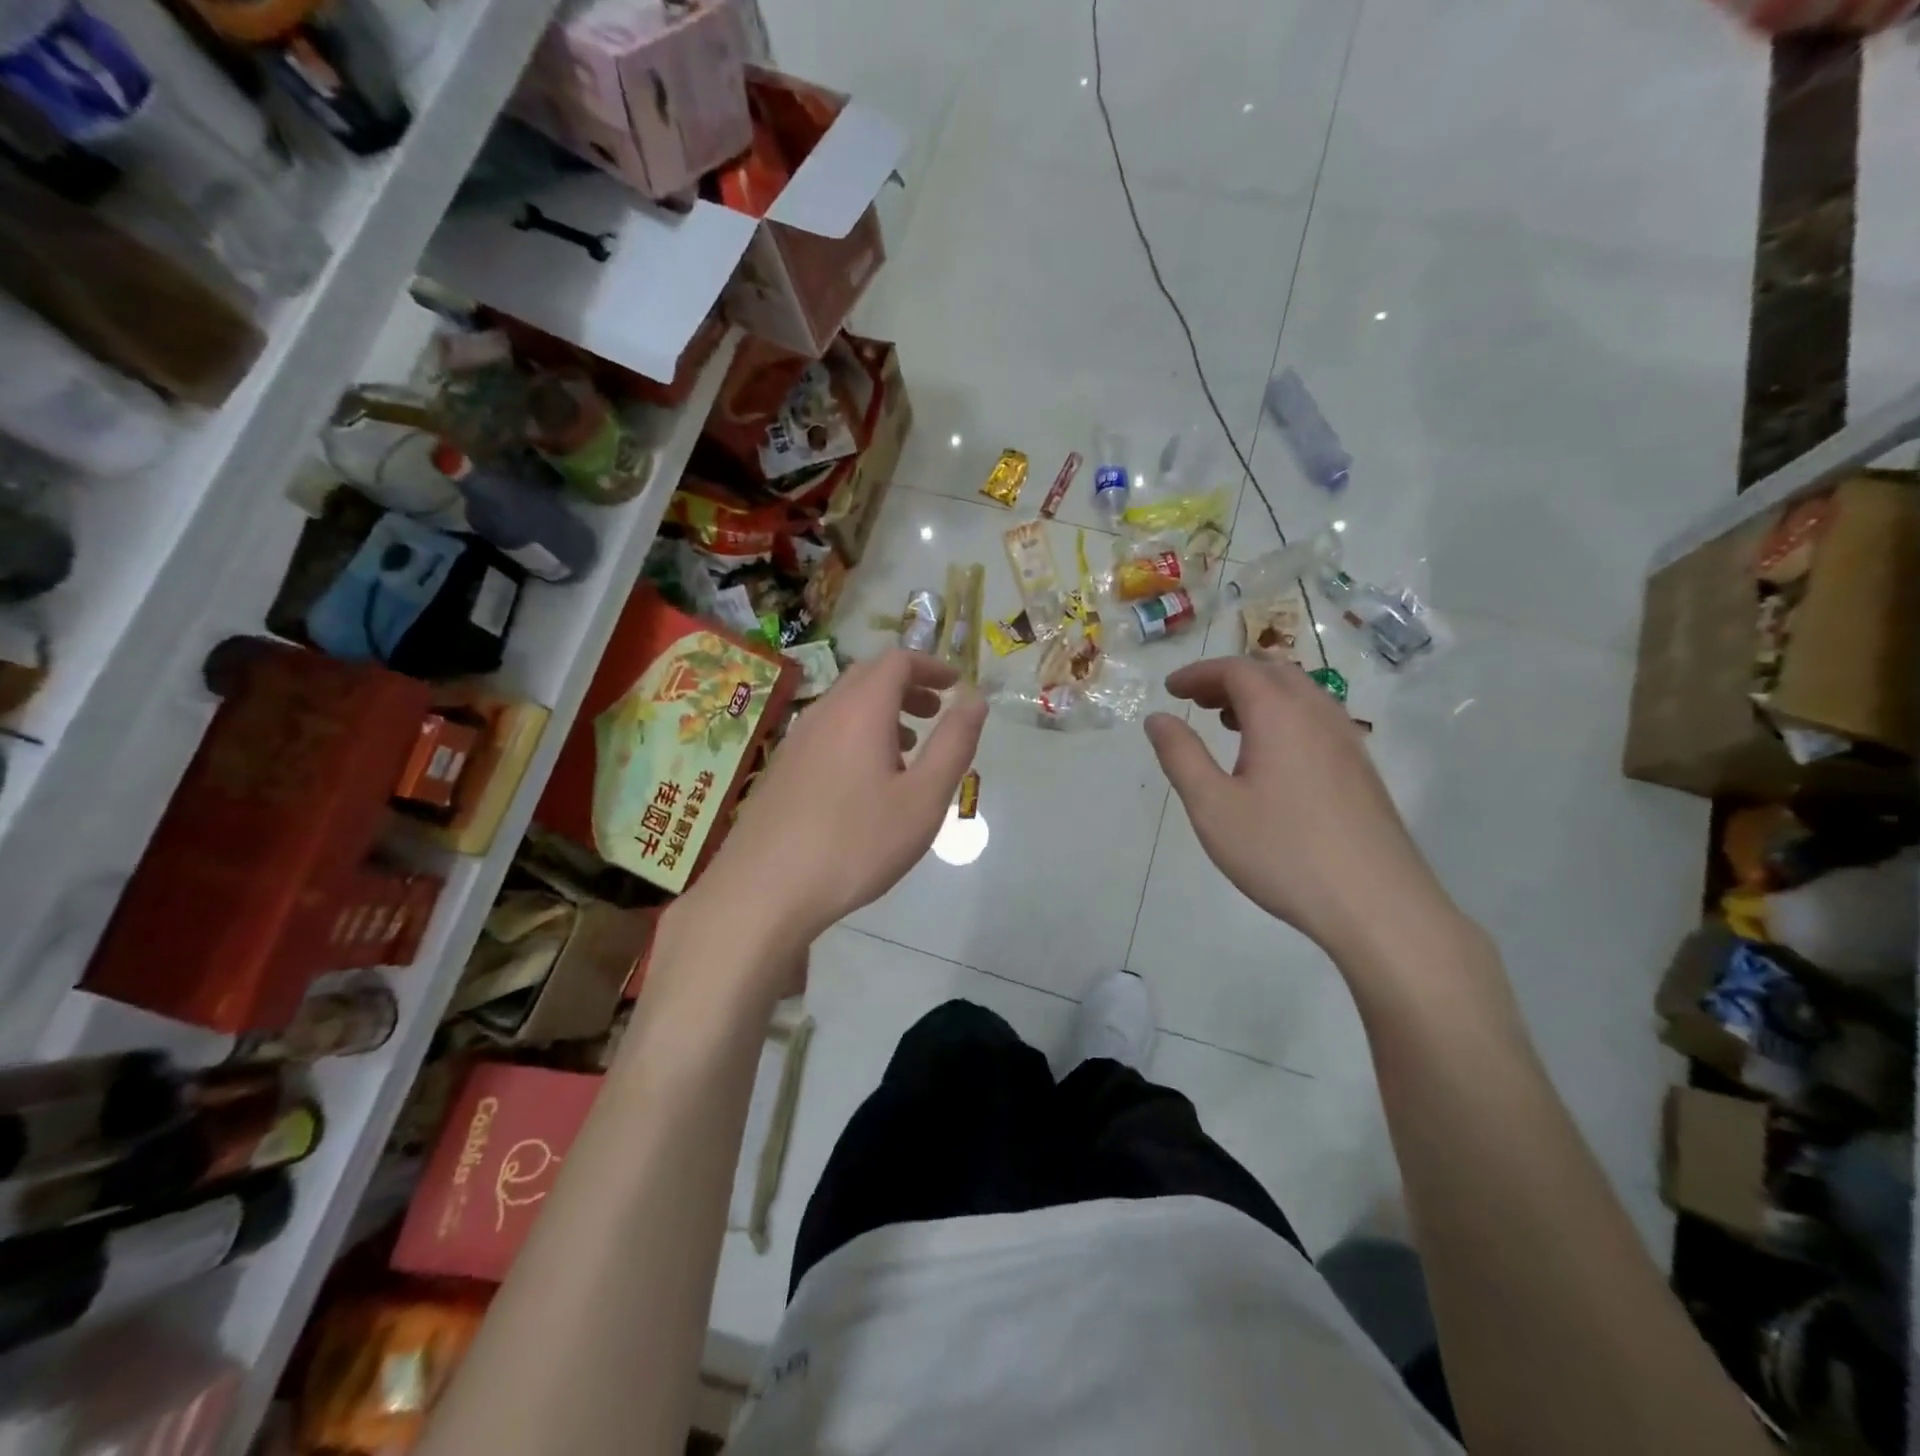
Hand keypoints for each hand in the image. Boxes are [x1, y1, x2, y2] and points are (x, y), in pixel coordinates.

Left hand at [696, 650, 986, 958]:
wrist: (764, 890)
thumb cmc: (856, 844)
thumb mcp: (923, 799)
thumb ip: (953, 744)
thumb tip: (975, 699)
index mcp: (860, 711)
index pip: (897, 661)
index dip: (931, 666)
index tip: (956, 685)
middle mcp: (824, 713)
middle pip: (868, 677)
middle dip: (907, 686)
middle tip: (935, 712)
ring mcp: (795, 740)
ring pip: (844, 706)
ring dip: (881, 711)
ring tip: (907, 748)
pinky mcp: (780, 768)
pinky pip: (826, 732)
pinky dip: (856, 734)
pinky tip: (865, 781)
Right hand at [1144, 656, 1452, 963]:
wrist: (1376, 904)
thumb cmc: (1282, 851)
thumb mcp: (1213, 806)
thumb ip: (1181, 756)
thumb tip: (1158, 718)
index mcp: (1280, 715)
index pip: (1236, 670)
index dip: (1199, 673)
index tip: (1170, 689)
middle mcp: (1319, 715)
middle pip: (1272, 673)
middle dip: (1229, 679)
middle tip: (1196, 701)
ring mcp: (1348, 741)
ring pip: (1301, 695)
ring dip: (1260, 696)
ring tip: (1228, 723)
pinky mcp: (1361, 769)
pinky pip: (1318, 720)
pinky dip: (1285, 717)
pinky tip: (1271, 758)